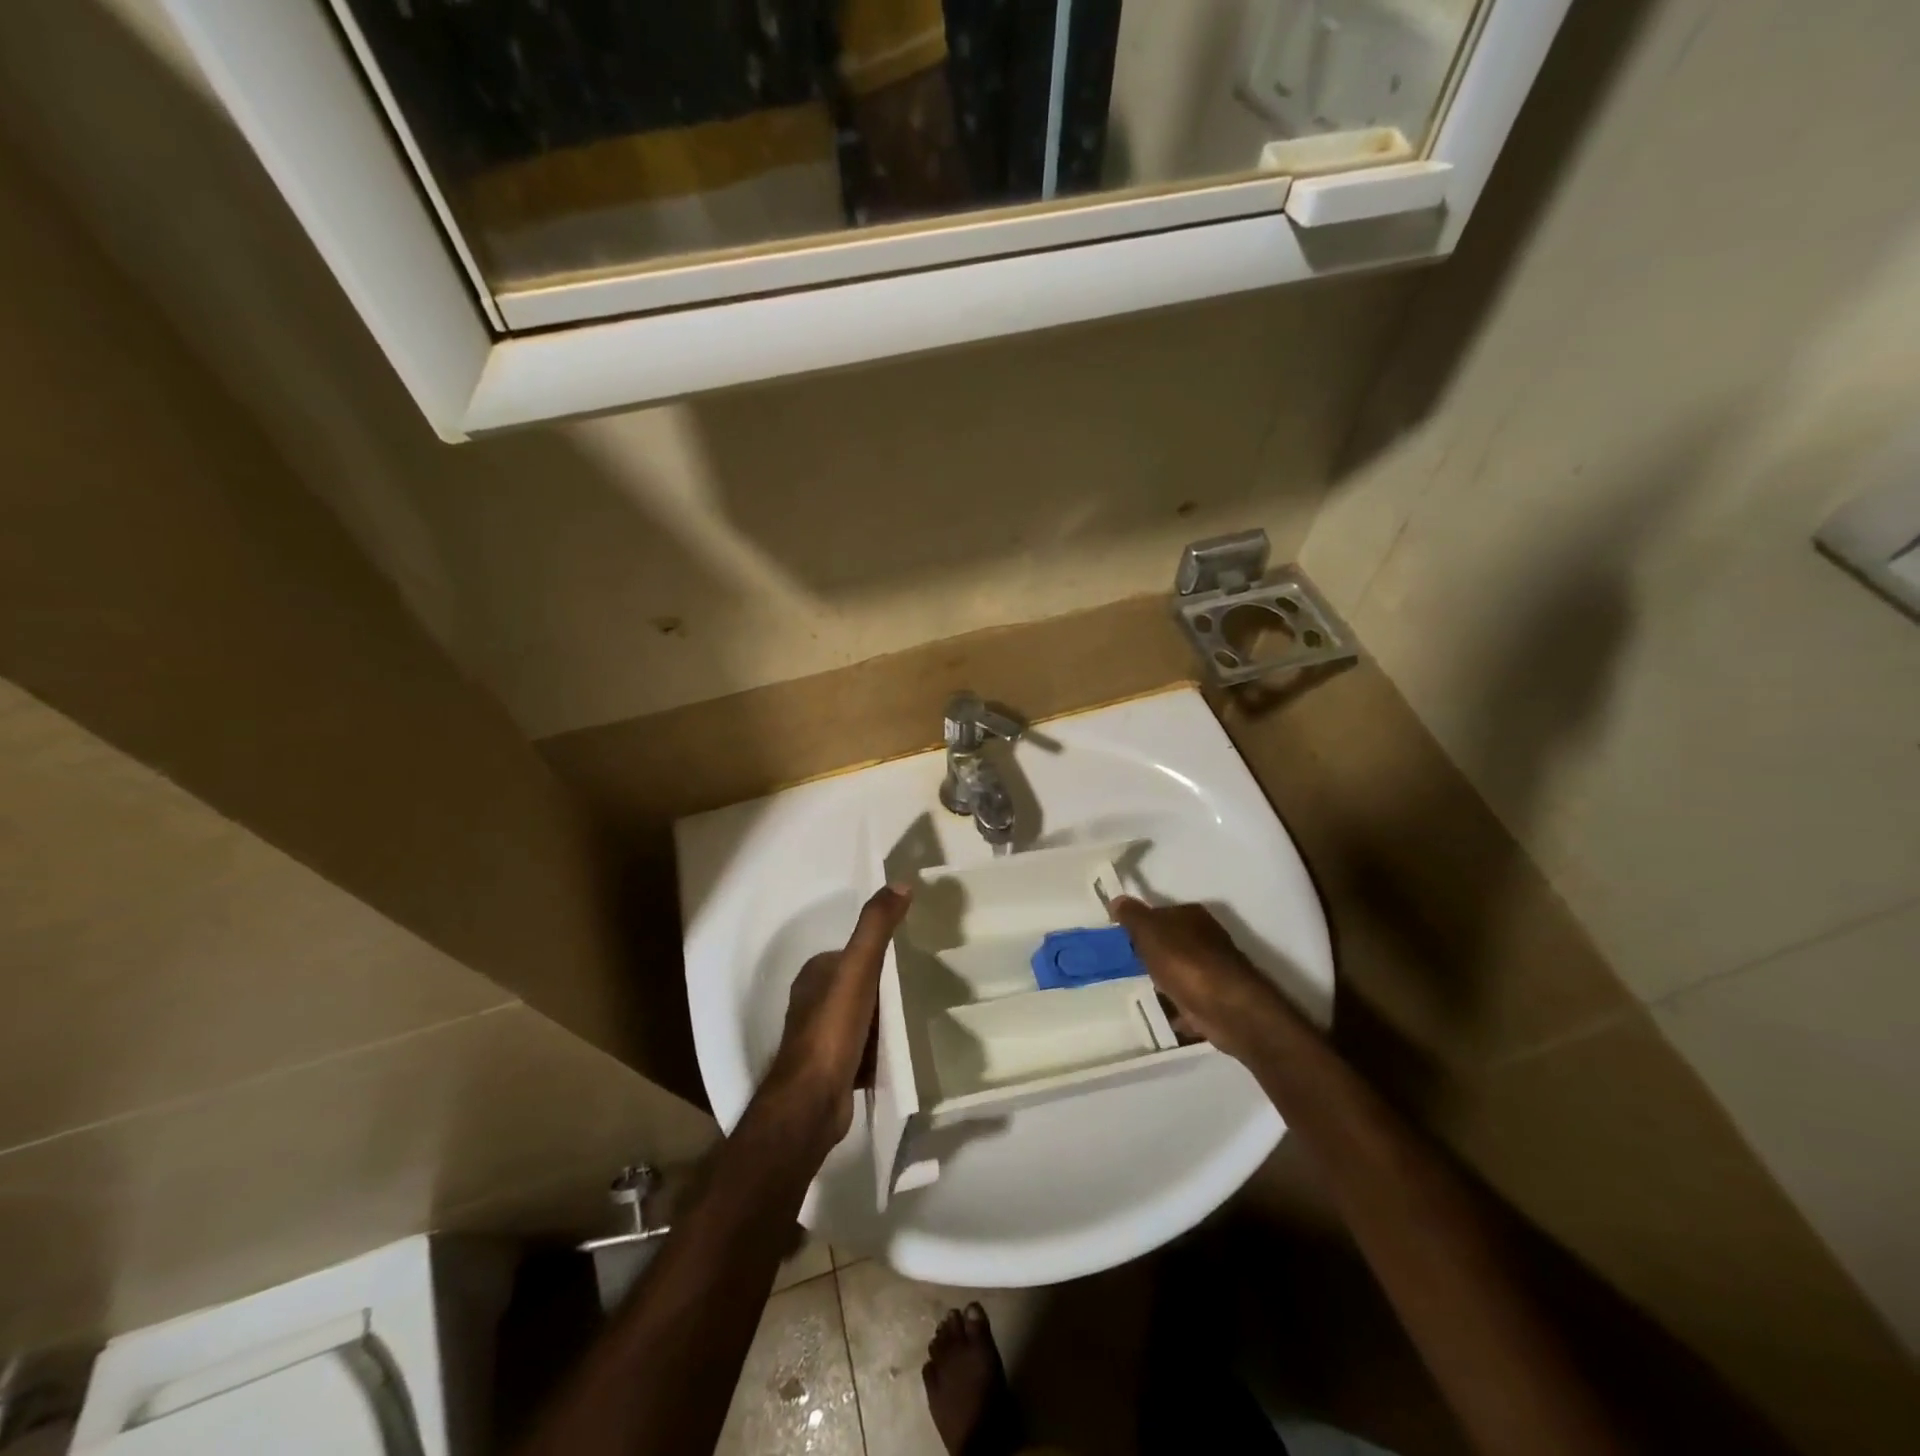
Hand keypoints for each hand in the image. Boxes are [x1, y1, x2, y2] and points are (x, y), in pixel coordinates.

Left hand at [759, 884, 911, 1151]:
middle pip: (860, 986)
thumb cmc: (833, 1030)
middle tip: (920, 990)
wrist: (812, 1103)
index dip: (879, 954)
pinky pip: (863, 1048)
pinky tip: (901, 1051)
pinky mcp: (831, 1069)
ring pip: (862, 1018)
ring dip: (884, 1020)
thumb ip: (876, 927)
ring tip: (916, 1019)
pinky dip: (880, 1048)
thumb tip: (900, 883)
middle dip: (884, 989)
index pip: (853, 953)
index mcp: (814, 974)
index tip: (910, 958)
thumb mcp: (858, 969)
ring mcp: (820, 1038)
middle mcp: (812, 1002)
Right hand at [1108, 897, 1287, 1061]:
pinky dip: (1175, 1004)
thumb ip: (1132, 916)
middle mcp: (1206, 938)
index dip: (1140, 924)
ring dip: (1162, 979)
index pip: (1160, 913)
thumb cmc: (1185, 962)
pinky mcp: (1215, 999)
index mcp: (1192, 915)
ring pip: (1178, 970)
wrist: (1227, 1009)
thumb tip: (1117, 900)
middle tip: (1124, 965)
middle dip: (1150, 952)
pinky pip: (1187, 997)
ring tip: (1136, 989)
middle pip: (1170, 942)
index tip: (1120, 939)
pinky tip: (1159, 1012)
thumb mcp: (1150, 932)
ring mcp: (1213, 969)